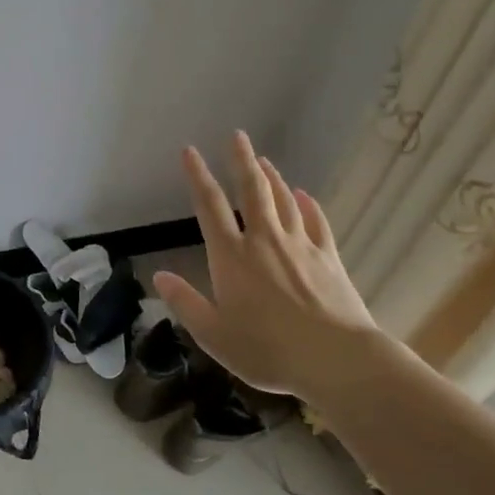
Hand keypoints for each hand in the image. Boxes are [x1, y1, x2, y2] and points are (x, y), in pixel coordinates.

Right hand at [151, 132, 385, 404]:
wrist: (335, 358)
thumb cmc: (266, 350)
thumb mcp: (213, 335)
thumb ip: (185, 303)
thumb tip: (159, 276)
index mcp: (231, 257)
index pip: (209, 207)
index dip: (198, 176)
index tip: (190, 151)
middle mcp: (263, 242)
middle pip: (251, 191)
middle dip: (242, 161)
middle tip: (237, 135)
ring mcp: (300, 246)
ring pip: (283, 201)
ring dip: (272, 177)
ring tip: (263, 160)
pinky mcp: (328, 258)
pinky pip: (316, 222)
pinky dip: (307, 205)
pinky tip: (304, 195)